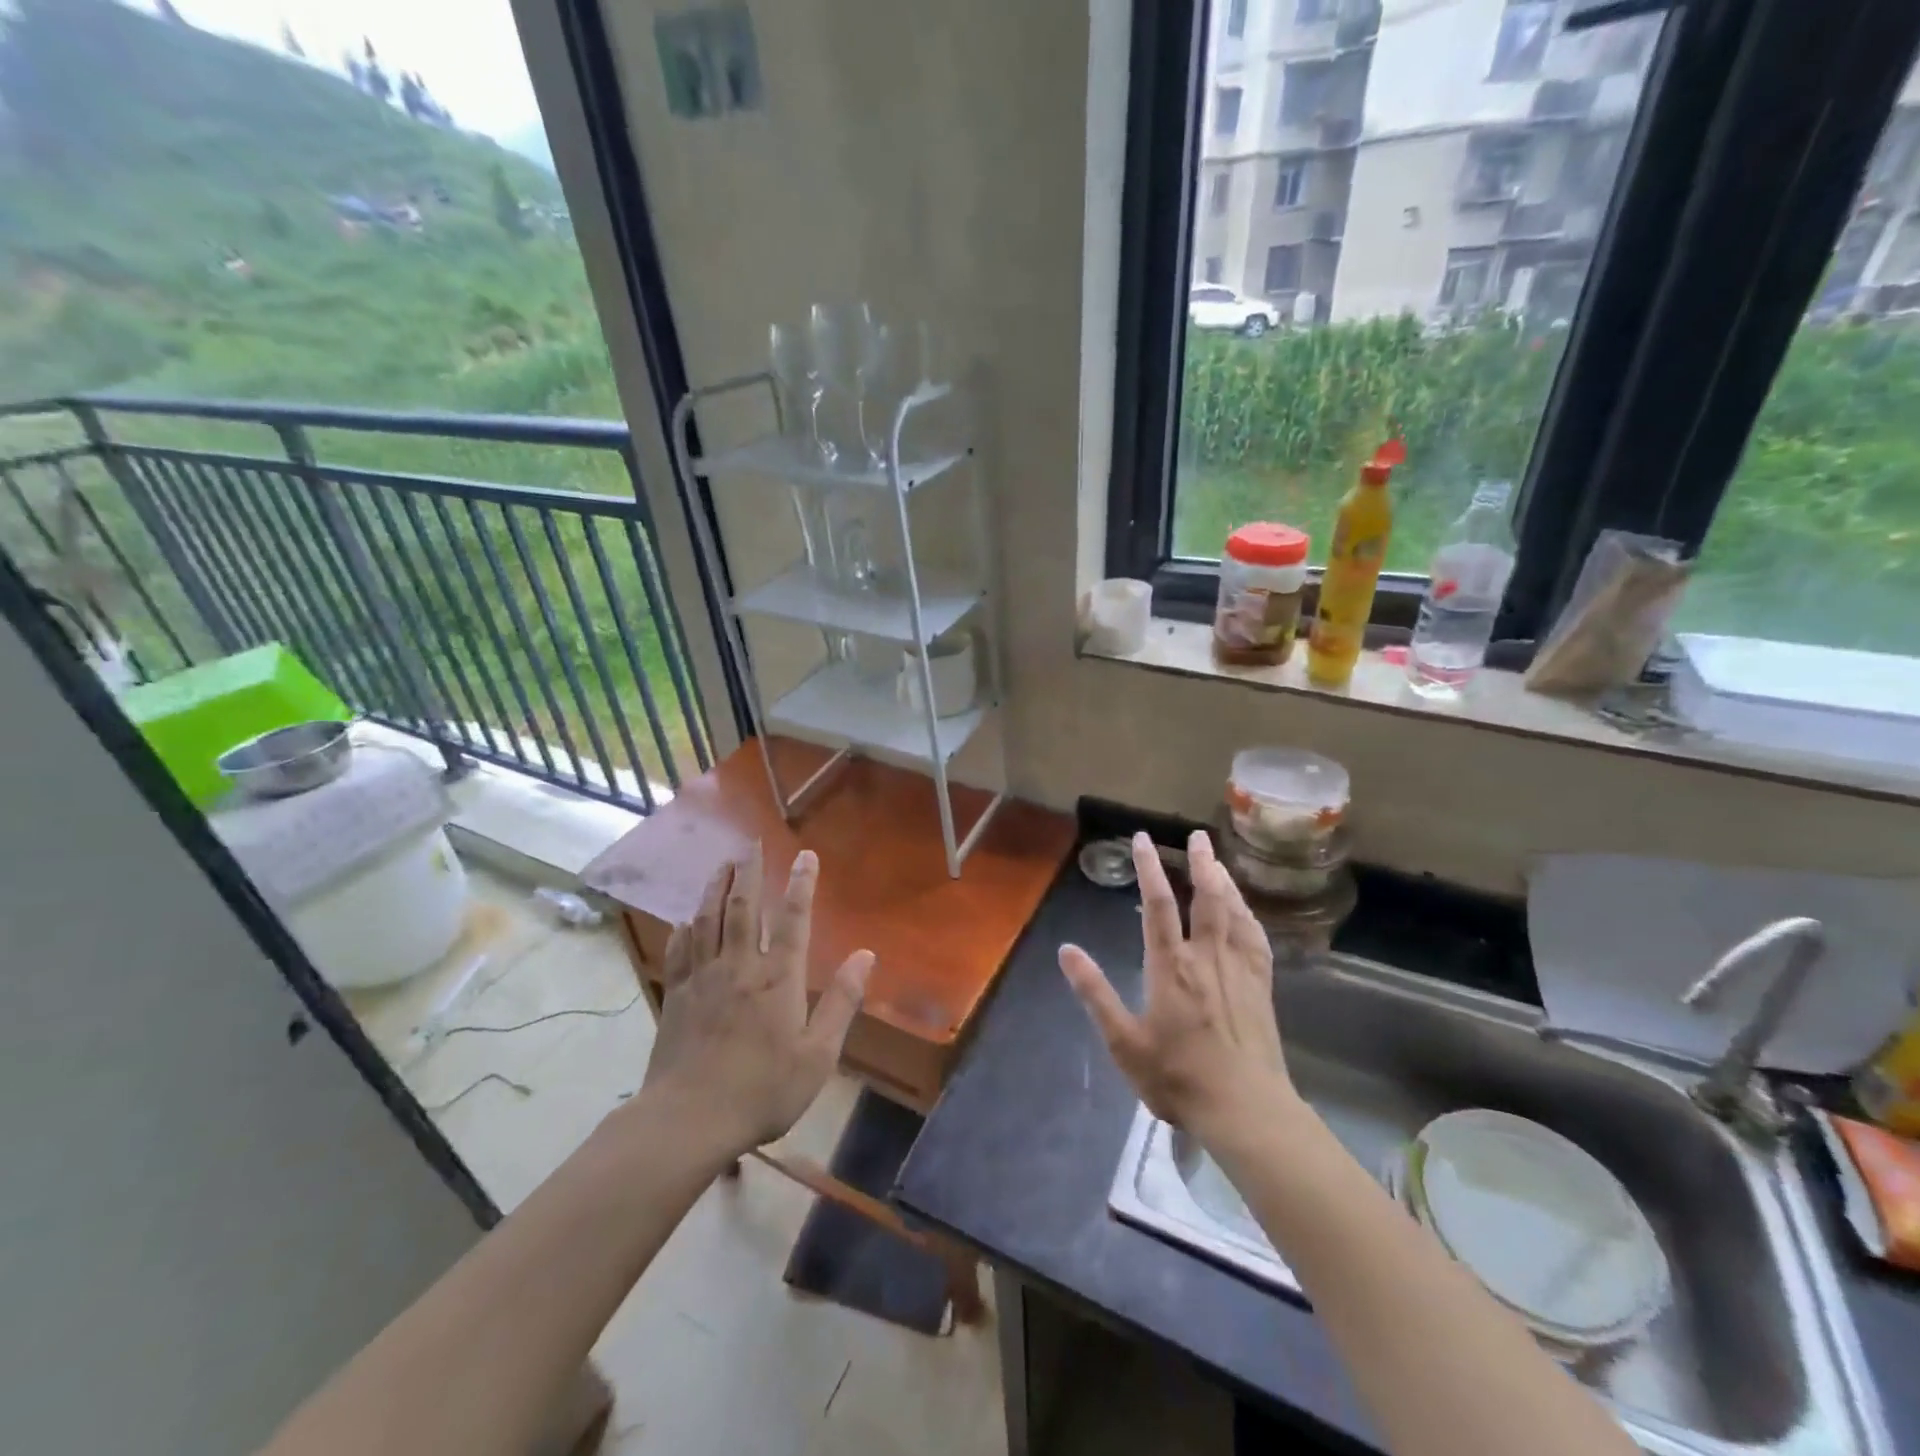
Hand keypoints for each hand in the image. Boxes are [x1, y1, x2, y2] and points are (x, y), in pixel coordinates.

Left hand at [643, 845, 873, 1158]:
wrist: (689, 1119)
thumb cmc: (763, 1090)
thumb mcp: (817, 1054)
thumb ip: (841, 1001)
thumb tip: (866, 955)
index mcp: (777, 978)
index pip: (793, 918)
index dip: (800, 883)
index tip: (805, 854)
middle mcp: (739, 966)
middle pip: (743, 907)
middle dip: (750, 871)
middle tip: (752, 842)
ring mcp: (702, 978)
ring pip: (708, 920)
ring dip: (716, 888)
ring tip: (723, 865)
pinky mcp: (677, 996)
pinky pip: (681, 951)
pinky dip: (685, 929)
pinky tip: (686, 920)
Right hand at [1060, 831, 1295, 1142]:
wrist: (1245, 1109)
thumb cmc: (1177, 1077)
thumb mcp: (1123, 1041)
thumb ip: (1095, 993)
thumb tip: (1066, 951)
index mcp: (1171, 967)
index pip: (1157, 905)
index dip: (1148, 869)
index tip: (1142, 839)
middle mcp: (1207, 958)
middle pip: (1206, 898)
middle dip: (1200, 863)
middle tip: (1197, 835)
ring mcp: (1239, 970)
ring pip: (1233, 912)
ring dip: (1224, 881)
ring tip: (1216, 859)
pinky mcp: (1261, 987)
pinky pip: (1256, 938)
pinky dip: (1248, 915)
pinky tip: (1245, 910)